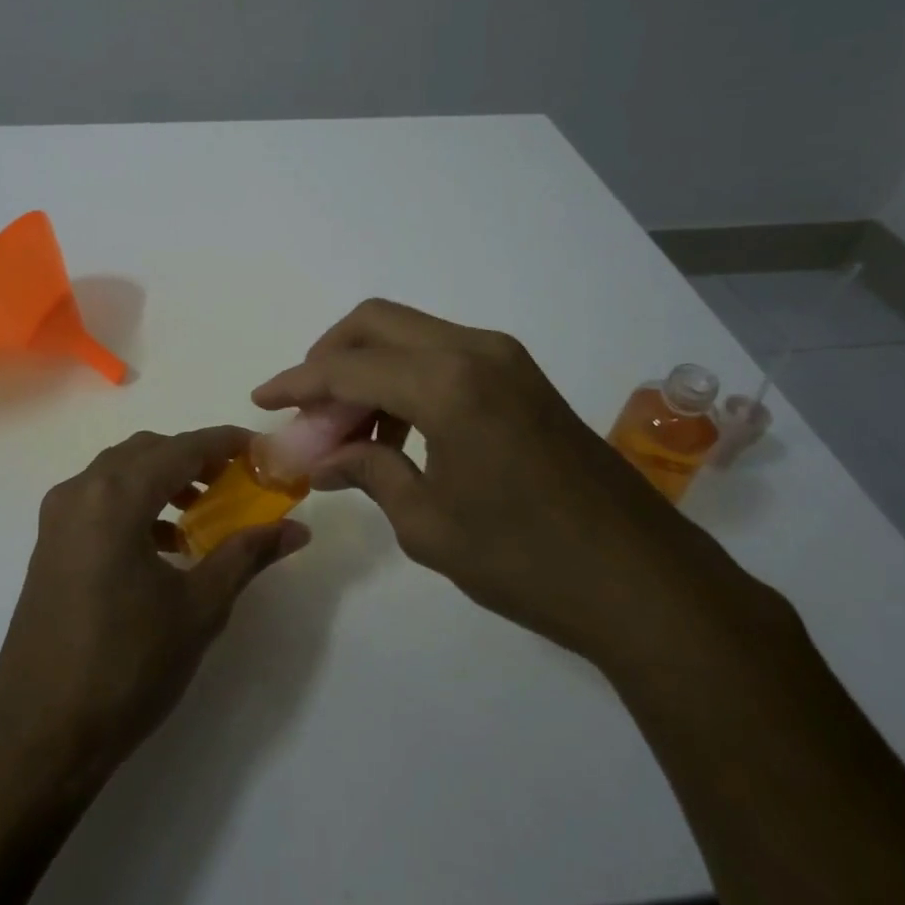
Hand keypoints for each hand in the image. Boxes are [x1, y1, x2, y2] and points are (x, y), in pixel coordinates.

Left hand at [0, 426, 308, 787]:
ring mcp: (57, 518)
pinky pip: (99, 500)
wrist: (40, 736)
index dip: (226, 443)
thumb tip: (297, 529)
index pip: (182, 448)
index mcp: (115, 497)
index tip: (262, 450)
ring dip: (163, 479)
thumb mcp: (198, 608)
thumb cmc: (126, 667)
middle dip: (194, 457)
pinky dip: (136, 504)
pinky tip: (164, 545)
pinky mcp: (48, 545)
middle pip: (147, 451)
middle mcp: (80, 492)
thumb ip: (247, 555)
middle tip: (236, 480)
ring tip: (204, 510)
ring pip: (119, 473)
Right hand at [252, 299, 748, 670]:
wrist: (642, 581)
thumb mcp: (428, 524)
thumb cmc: (525, 561)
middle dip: (328, 357)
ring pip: (409, 333)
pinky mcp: (522, 376)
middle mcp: (474, 351)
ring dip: (368, 368)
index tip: (261, 398)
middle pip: (375, 322)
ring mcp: (505, 358)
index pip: (347, 368)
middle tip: (306, 409)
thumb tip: (320, 460)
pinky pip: (442, 353)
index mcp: (447, 385)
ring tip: (348, 430)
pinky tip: (397, 429)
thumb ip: (368, 472)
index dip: (296, 382)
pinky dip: (405, 376)